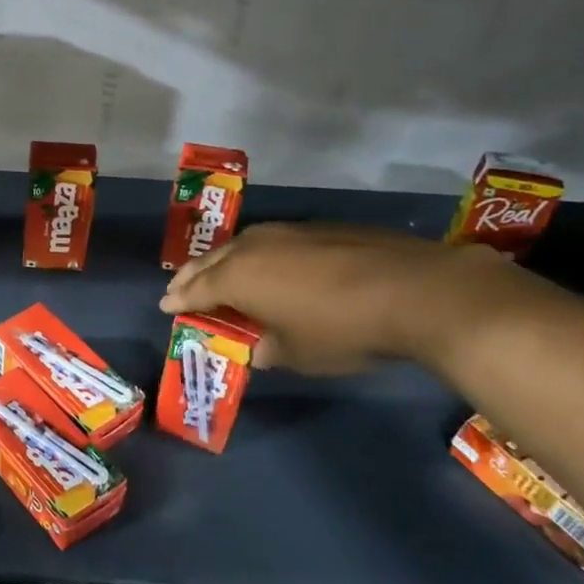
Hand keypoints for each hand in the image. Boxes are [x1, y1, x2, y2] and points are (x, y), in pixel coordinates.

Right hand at [159, 222, 515, 373]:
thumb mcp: (297, 354)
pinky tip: (271, 266)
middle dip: (193, 275)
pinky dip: (260, 255)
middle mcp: (255, 247)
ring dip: (225, 261)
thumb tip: (257, 348)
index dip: (180, 300)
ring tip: (220, 273)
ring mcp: (290, 232)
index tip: (166, 306)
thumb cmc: (342, 330)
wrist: (417, 291)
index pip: (197, 289)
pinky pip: (274, 242)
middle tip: (181, 287)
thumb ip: (267, 350)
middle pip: (213, 260)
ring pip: (242, 245)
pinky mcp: (321, 229)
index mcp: (239, 277)